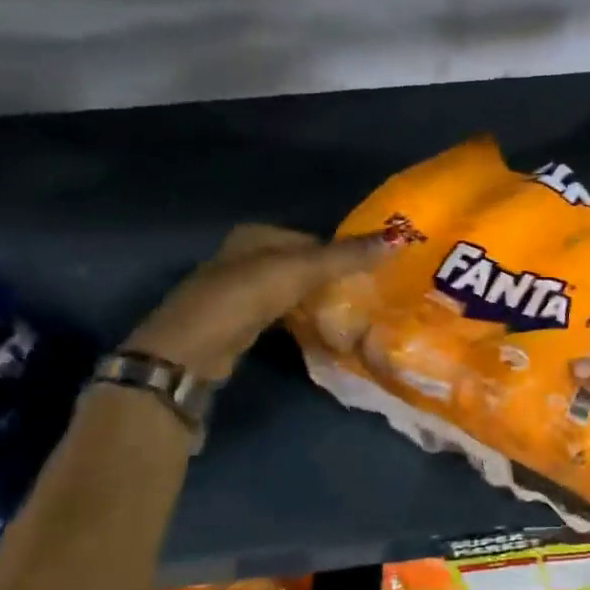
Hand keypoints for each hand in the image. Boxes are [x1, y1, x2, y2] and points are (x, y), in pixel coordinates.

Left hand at [126, 225, 389, 380]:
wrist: (189, 354)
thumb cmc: (243, 299)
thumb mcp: (299, 271)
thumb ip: (347, 257)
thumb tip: (399, 238)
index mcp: (255, 235)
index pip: (313, 239)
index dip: (343, 253)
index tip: (373, 273)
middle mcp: (244, 257)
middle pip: (303, 265)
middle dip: (332, 280)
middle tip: (367, 298)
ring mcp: (238, 292)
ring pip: (292, 292)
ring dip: (318, 303)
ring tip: (350, 317)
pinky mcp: (237, 324)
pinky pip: (282, 315)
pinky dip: (301, 321)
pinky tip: (320, 333)